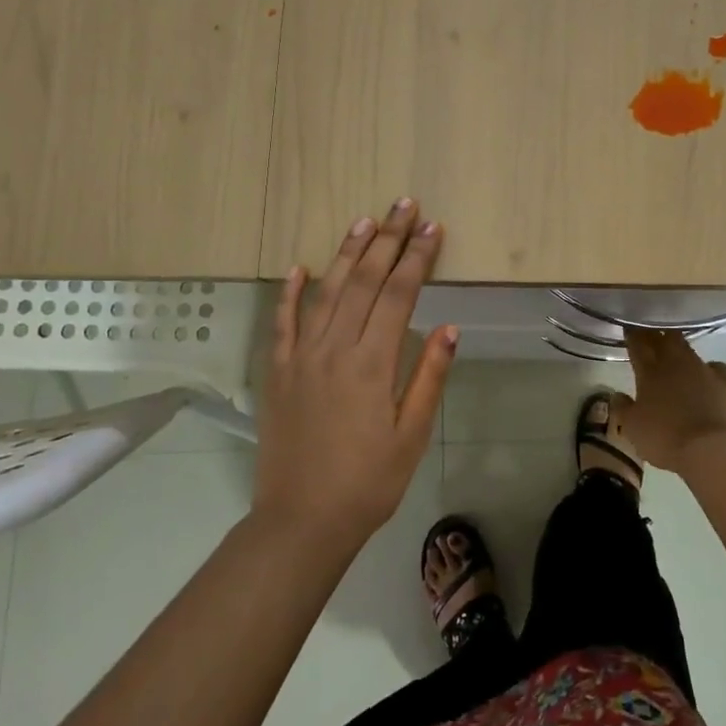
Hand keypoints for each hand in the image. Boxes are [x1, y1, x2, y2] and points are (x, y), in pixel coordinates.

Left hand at [253, 200, 457, 542]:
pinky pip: (282, 322)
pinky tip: (299, 267)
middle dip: (387, 240)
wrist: (301, 520)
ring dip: (346, 253)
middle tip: (404, 205)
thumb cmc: (368, 482)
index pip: (398, 295)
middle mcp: (334, 349)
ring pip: (325, 292)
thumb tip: (448, 328)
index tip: (433, 228)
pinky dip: (290, 292)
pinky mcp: (278, 372)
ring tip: (365, 221)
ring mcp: (300, 358)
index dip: (417, 258)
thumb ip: (428, 378)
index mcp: (372, 364)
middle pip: (363, 281)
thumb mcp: (411, 436)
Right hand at [614, 329, 725, 473]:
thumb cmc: (665, 439)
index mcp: (650, 371)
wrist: (712, 449)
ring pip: (689, 349)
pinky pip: (716, 367)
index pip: (638, 344)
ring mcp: (704, 370)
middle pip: (664, 338)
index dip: (632, 334)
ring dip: (680, 348)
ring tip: (675, 352)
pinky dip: (709, 368)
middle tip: (650, 335)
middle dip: (656, 334)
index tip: (629, 328)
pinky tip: (708, 375)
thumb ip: (622, 408)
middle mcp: (676, 363)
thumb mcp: (632, 428)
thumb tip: (617, 394)